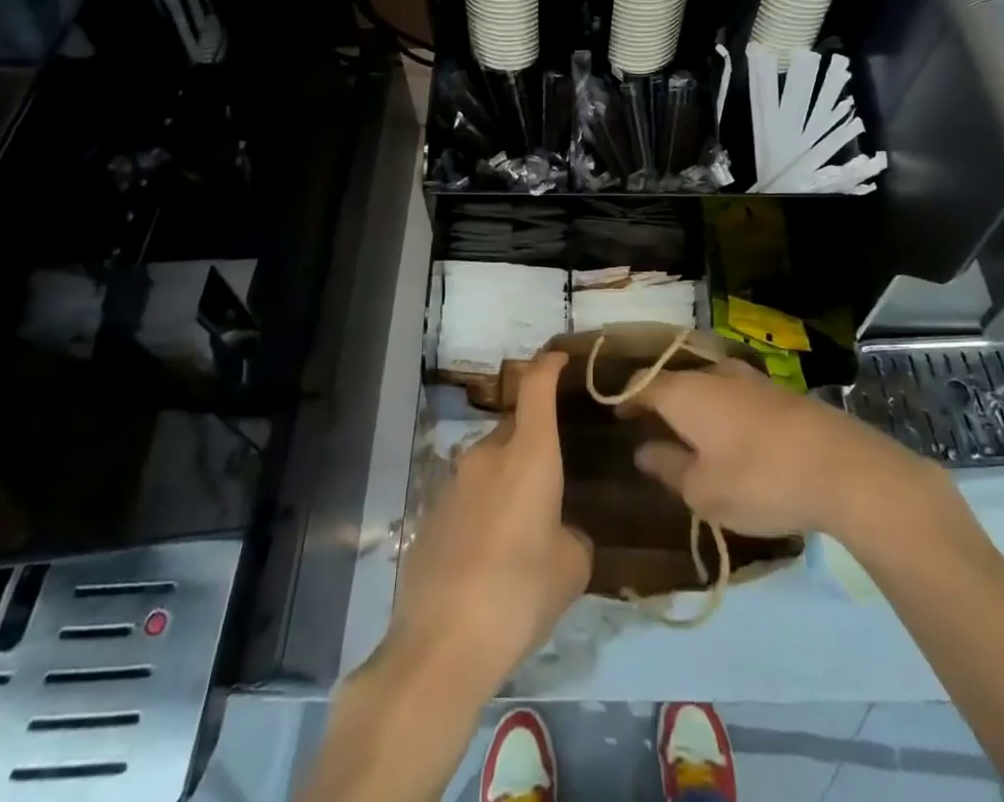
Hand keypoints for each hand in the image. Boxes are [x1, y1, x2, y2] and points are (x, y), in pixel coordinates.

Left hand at [383, 351, 591, 698]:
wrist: (441, 644)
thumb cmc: (520, 593)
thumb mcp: (571, 566)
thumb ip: (573, 534)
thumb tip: (560, 532)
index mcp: (529, 454)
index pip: (536, 386)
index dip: (548, 365)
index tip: (560, 358)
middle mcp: (488, 454)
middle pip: (514, 427)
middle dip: (534, 440)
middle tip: (554, 477)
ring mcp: (453, 482)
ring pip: (490, 463)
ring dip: (507, 479)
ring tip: (524, 524)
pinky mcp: (430, 514)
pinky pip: (468, 495)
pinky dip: (484, 507)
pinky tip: (492, 552)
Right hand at [627, 358, 951, 537]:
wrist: (842, 467)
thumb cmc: (759, 480)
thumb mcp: (703, 490)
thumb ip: (669, 467)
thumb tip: (643, 450)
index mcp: (685, 392)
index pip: (643, 383)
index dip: (626, 398)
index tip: (616, 414)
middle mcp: (714, 374)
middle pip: (676, 380)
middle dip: (660, 400)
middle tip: (650, 427)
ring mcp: (750, 379)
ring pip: (709, 385)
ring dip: (695, 406)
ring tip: (690, 434)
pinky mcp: (780, 392)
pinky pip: (736, 396)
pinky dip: (723, 411)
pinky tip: (732, 437)